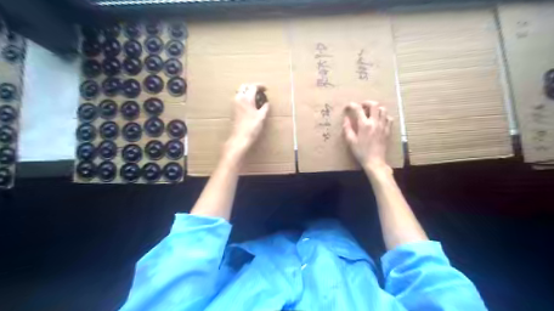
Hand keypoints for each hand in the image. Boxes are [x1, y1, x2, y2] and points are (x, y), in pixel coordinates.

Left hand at [223, 83, 269, 157]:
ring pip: (240, 92)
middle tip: (260, 91)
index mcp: (246, 98)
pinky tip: (250, 104)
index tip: (266, 89)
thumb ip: (265, 108)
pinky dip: (244, 97)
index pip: (253, 87)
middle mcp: (239, 98)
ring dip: (247, 92)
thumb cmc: (252, 127)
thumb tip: (267, 104)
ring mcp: (234, 104)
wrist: (240, 138)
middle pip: (244, 87)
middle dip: (252, 87)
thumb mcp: (261, 117)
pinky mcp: (233, 109)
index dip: (260, 86)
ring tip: (255, 97)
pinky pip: (238, 98)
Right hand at [342, 102, 392, 174]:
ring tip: (371, 113)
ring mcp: (383, 126)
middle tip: (362, 107)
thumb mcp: (350, 141)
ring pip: (383, 110)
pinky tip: (379, 121)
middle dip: (367, 103)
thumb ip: (347, 128)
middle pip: (374, 105)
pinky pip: (389, 118)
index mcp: (364, 125)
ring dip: (376, 109)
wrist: (375, 161)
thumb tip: (346, 118)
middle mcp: (375, 122)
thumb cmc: (361, 152)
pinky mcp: (388, 130)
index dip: (352, 105)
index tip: (348, 107)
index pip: (358, 109)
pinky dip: (384, 116)